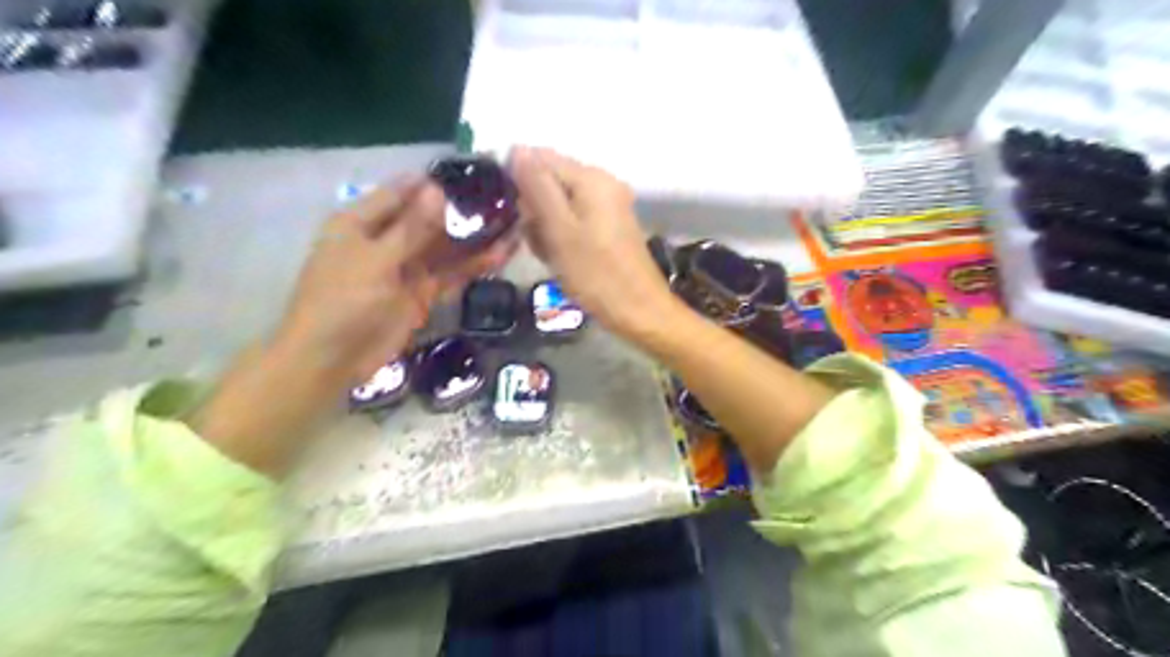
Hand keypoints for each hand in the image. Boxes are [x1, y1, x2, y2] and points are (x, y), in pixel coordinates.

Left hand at [275, 177, 513, 385]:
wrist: (332, 360)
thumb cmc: (342, 301)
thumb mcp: (376, 260)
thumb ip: (411, 228)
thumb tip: (438, 190)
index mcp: (361, 222)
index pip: (401, 192)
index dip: (435, 183)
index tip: (474, 174)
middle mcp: (385, 240)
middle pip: (428, 219)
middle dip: (462, 212)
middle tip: (505, 200)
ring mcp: (406, 268)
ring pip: (445, 248)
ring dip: (474, 239)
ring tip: (512, 224)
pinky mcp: (422, 293)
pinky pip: (450, 274)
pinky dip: (473, 266)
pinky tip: (500, 255)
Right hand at [510, 147, 675, 339]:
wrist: (639, 311)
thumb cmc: (595, 274)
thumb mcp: (559, 230)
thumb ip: (537, 187)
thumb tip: (516, 148)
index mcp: (591, 177)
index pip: (540, 158)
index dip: (519, 182)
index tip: (514, 215)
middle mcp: (603, 182)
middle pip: (550, 181)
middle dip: (534, 209)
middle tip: (538, 242)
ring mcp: (609, 204)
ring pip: (559, 204)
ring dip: (546, 227)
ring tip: (550, 255)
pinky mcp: (611, 225)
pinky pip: (574, 221)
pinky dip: (562, 237)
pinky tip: (563, 259)